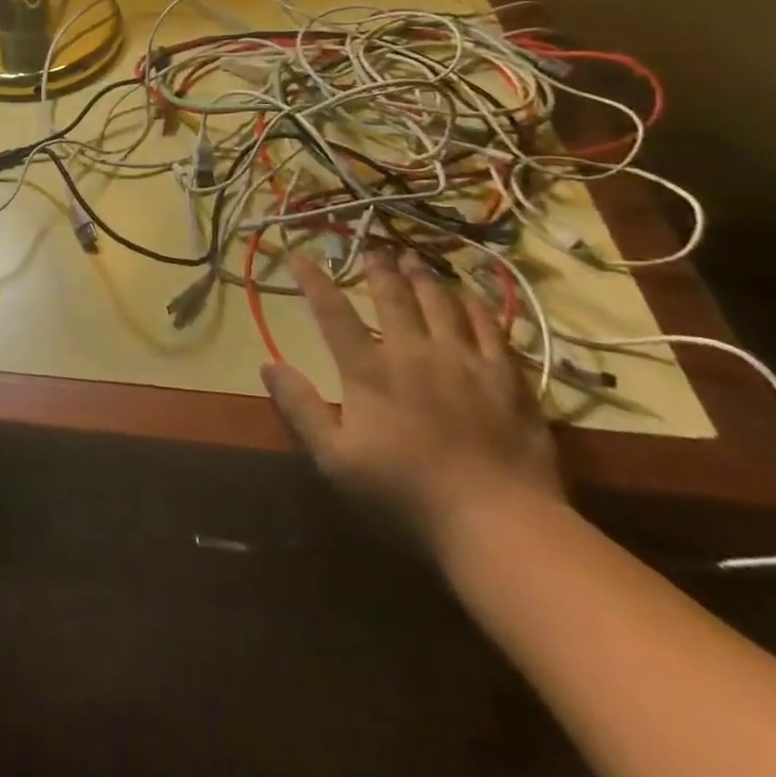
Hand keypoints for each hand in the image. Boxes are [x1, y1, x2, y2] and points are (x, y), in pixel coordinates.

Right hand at [263, 250, 564, 553]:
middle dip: (379, 269)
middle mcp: (414, 353)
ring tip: (415, 260)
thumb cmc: (406, 495)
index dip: (313, 281)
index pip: (333, 313)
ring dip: (424, 278)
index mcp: (369, 371)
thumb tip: (267, 366)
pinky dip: (476, 306)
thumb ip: (300, 409)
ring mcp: (465, 363)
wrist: (500, 526)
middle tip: (374, 250)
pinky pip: (492, 329)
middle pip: (393, 297)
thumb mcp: (335, 460)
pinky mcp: (508, 380)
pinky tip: (470, 297)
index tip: (300, 255)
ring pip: (442, 303)